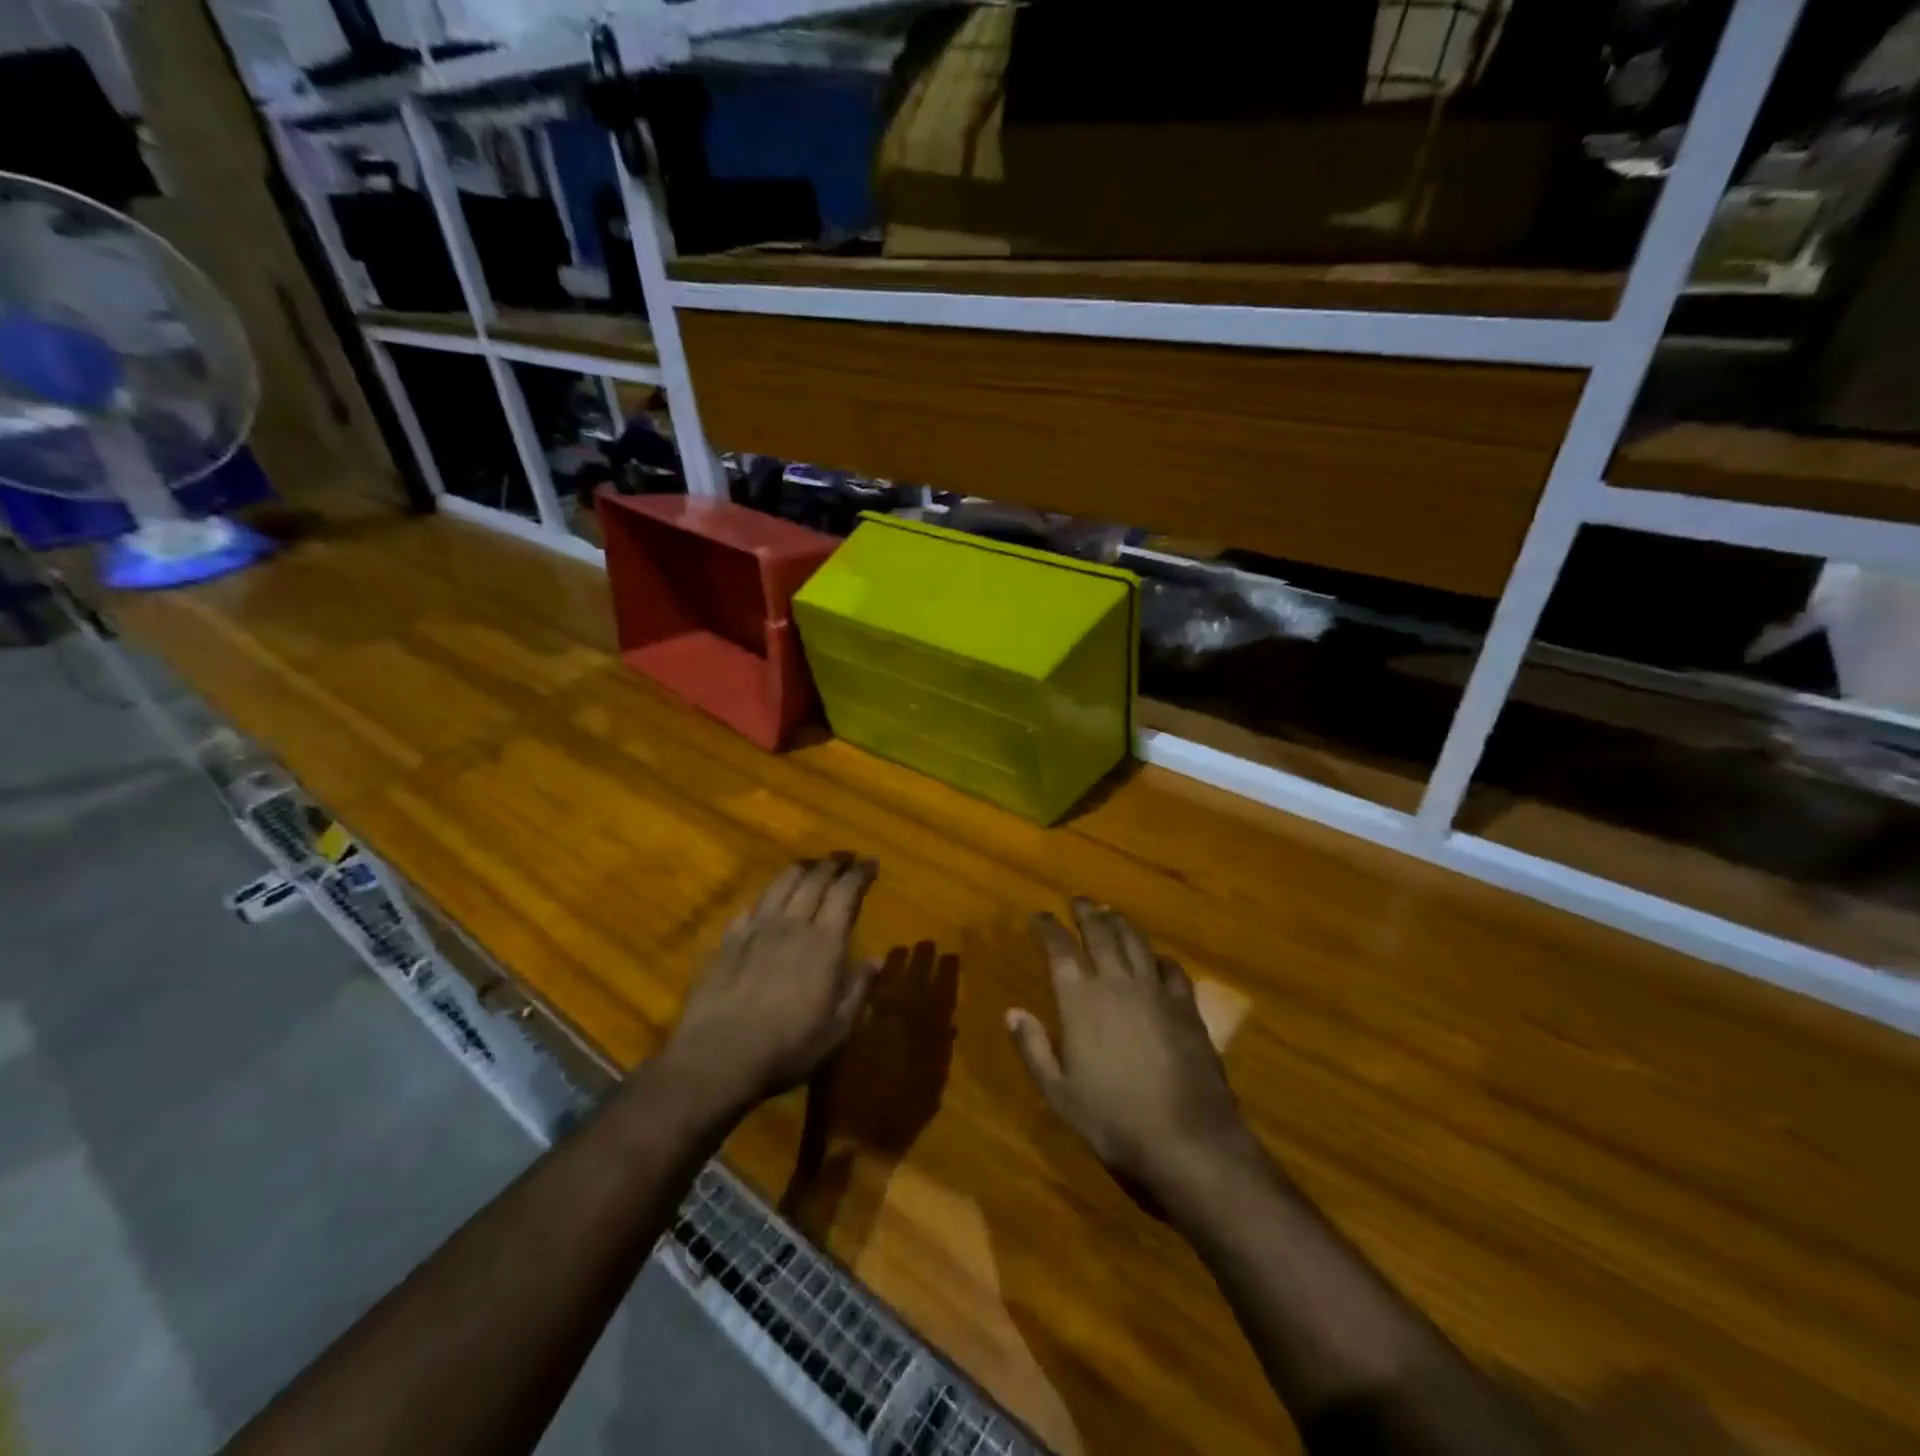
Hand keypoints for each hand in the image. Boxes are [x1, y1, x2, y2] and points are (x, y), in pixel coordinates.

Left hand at [663, 856, 879, 1114]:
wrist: (718, 1057)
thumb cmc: (788, 1048)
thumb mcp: (837, 1029)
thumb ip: (858, 989)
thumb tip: (878, 958)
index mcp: (825, 942)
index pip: (845, 891)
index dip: (860, 872)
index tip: (871, 863)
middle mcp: (792, 924)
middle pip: (814, 878)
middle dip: (833, 863)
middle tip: (845, 860)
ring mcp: (756, 928)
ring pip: (781, 882)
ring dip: (801, 869)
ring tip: (810, 867)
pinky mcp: (728, 939)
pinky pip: (751, 905)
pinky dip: (767, 895)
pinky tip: (768, 901)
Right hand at [1007, 898, 1254, 1200]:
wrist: (1187, 1140)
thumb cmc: (1113, 1120)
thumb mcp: (1059, 1093)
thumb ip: (1033, 1048)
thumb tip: (1012, 1012)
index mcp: (1080, 1000)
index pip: (1060, 948)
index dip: (1048, 927)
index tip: (1040, 916)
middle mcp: (1117, 983)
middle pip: (1101, 932)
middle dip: (1086, 912)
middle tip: (1078, 899)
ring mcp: (1156, 991)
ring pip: (1136, 941)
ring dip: (1120, 923)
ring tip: (1111, 913)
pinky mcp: (1187, 1006)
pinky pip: (1171, 967)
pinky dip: (1157, 956)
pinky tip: (1155, 957)